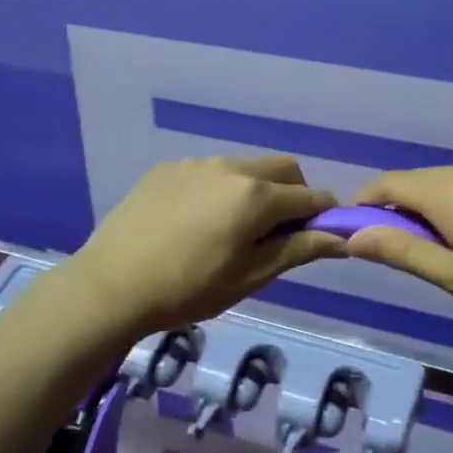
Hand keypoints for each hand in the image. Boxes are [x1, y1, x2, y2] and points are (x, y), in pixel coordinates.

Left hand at [68, 156, 346, 339]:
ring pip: (244, 167)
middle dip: (293, 194)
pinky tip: (193, 222)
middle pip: (282, 169)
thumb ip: (298, 250)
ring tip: (229, 230)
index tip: (321, 236)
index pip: (310, 196)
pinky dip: (218, 190)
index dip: (323, 215)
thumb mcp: (250, 277)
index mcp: (256, 196)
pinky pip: (208, 171)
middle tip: (277, 233)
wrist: (111, 284)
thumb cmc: (188, 289)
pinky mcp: (168, 168)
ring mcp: (196, 163)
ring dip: (254, 190)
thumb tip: (341, 237)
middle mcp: (230, 167)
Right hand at [344, 162, 452, 327]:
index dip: (363, 203)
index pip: (387, 184)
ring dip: (429, 209)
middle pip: (415, 182)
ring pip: (445, 184)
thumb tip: (353, 235)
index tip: (352, 229)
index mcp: (445, 191)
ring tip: (441, 250)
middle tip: (398, 251)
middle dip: (396, 210)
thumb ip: (402, 253)